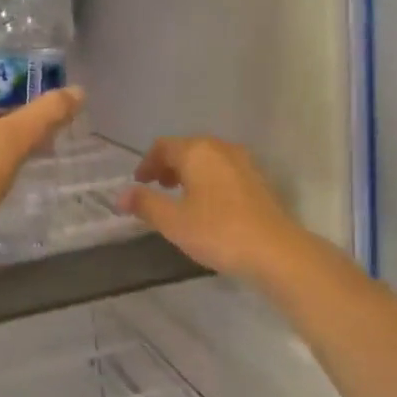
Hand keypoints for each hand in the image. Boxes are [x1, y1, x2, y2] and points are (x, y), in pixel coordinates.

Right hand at [119, 136, 302, 280]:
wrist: (274, 250)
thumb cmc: (217, 232)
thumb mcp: (172, 221)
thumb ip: (145, 204)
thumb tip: (121, 195)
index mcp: (197, 151)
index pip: (163, 146)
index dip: (147, 163)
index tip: (138, 183)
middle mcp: (221, 148)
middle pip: (187, 149)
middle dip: (168, 166)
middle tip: (157, 187)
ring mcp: (244, 162)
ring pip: (208, 159)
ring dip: (190, 173)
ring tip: (181, 197)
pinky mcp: (258, 180)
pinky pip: (224, 171)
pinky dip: (209, 180)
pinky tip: (208, 205)